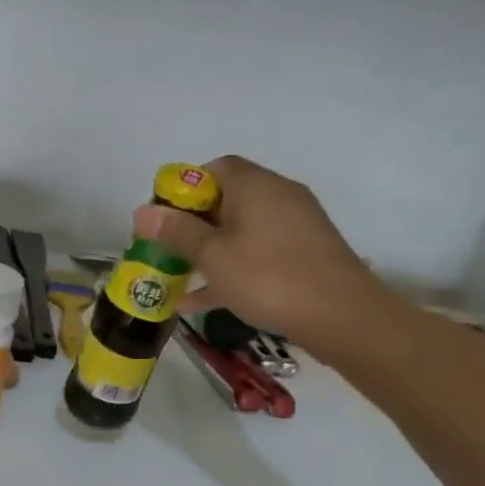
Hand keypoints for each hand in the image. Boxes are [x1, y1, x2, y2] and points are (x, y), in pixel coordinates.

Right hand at [132, 155, 391, 355]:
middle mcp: (277, 197)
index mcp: (255, 186)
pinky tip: (199, 302)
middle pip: (225, 200)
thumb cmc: (269, 277)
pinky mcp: (303, 255)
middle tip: (164, 249)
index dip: (183, 188)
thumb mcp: (212, 256)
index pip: (214, 168)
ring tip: (175, 277)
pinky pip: (256, 253)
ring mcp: (294, 227)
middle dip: (190, 224)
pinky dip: (229, 269)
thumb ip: (176, 232)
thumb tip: (142, 212)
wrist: (343, 317)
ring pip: (239, 231)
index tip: (161, 217)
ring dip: (207, 251)